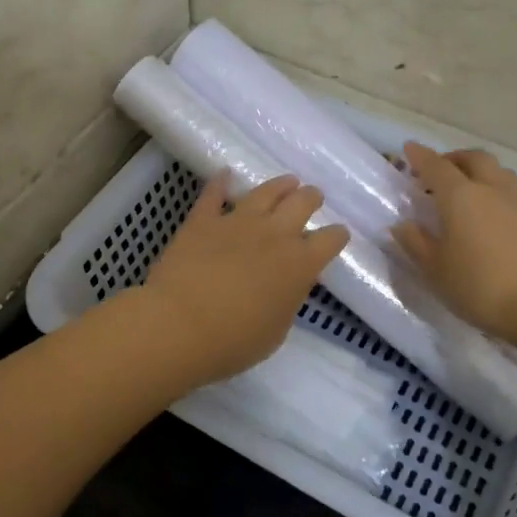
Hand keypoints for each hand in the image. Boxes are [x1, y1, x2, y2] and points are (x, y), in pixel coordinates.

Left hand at [140, 172, 350, 386]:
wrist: (178, 325)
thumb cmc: (233, 342)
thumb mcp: (276, 331)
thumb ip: (286, 301)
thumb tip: (286, 285)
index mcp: (299, 264)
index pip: (330, 240)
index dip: (337, 236)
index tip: (338, 235)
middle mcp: (274, 234)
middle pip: (302, 203)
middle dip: (311, 198)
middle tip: (313, 197)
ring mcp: (237, 222)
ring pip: (266, 191)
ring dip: (281, 185)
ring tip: (288, 181)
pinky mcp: (203, 220)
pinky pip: (214, 194)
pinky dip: (221, 182)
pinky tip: (225, 174)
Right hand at [392, 143, 516, 345]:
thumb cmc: (481, 287)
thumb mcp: (437, 271)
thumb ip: (416, 244)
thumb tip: (402, 225)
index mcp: (461, 197)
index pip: (436, 166)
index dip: (420, 156)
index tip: (409, 148)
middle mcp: (493, 190)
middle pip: (474, 159)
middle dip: (454, 158)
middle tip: (440, 169)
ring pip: (499, 173)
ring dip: (480, 172)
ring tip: (469, 189)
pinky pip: (515, 194)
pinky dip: (498, 193)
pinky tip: (494, 216)